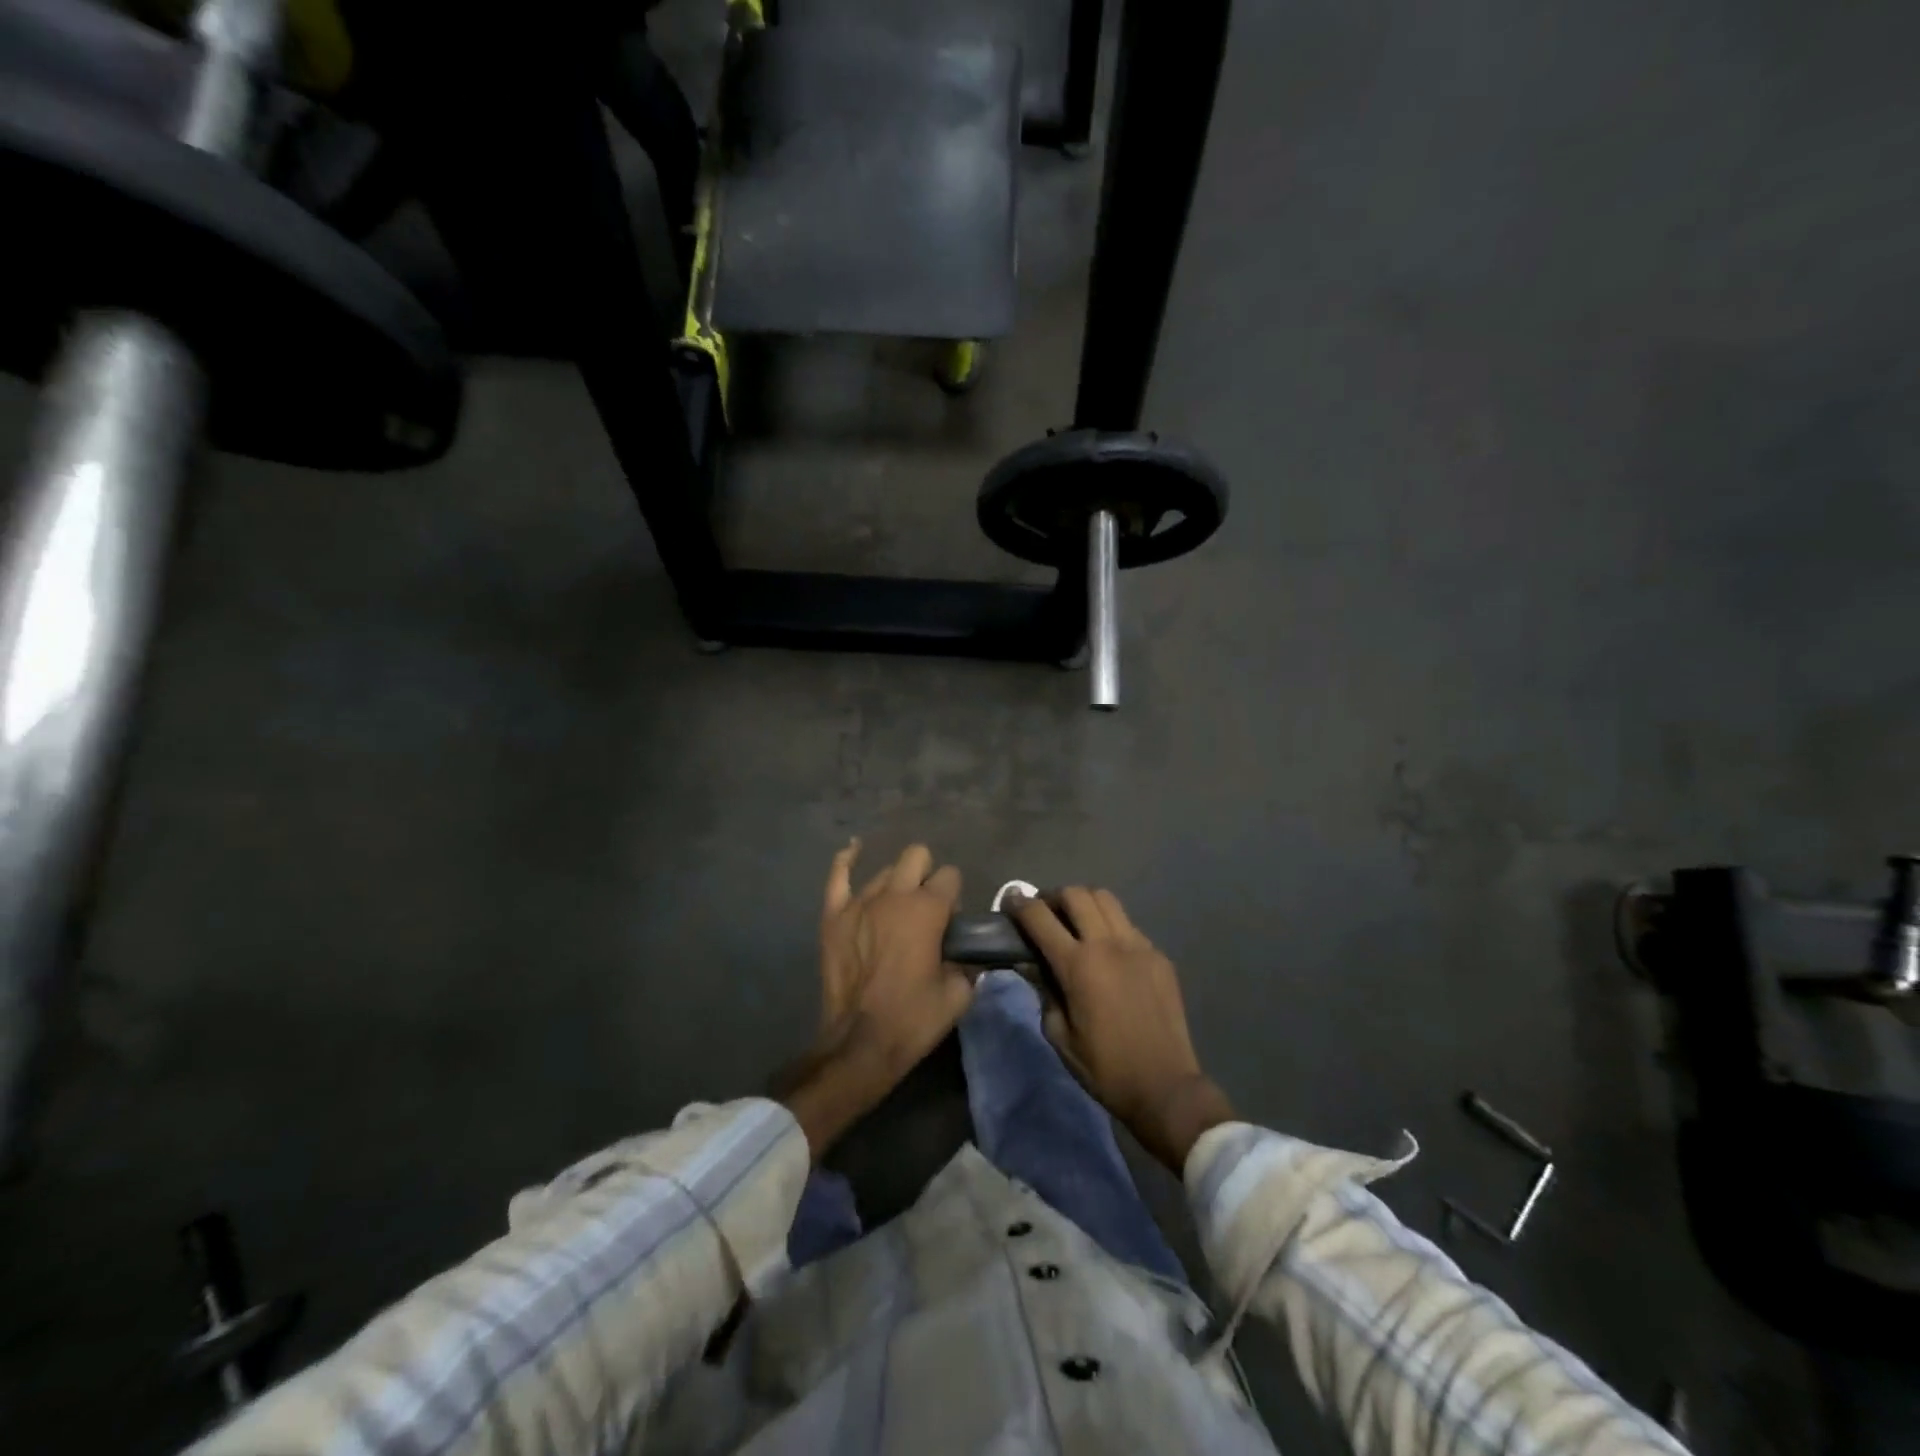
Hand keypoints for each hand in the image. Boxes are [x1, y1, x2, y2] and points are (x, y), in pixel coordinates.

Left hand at [785, 843, 972, 1156]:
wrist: (860, 1044)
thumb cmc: (913, 1019)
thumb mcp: (959, 994)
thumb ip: (967, 962)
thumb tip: (964, 951)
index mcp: (928, 909)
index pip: (950, 876)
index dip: (954, 897)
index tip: (950, 923)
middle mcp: (894, 895)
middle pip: (917, 856)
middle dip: (927, 875)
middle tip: (927, 910)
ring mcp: (859, 902)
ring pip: (885, 870)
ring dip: (897, 883)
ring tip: (896, 909)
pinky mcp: (834, 915)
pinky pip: (838, 875)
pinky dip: (848, 860)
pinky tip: (855, 849)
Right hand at [1008, 887, 1232, 1171]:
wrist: (1165, 1086)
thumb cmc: (1104, 1068)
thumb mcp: (1059, 1035)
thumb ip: (1044, 991)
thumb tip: (1031, 964)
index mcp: (1079, 966)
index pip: (1040, 918)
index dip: (1020, 905)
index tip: (1011, 901)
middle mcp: (1109, 944)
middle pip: (1076, 894)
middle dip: (1053, 897)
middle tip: (1044, 913)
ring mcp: (1138, 946)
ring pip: (1106, 899)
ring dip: (1084, 902)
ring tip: (1075, 921)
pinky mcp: (1159, 955)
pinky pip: (1128, 925)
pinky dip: (1110, 925)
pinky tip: (1108, 951)